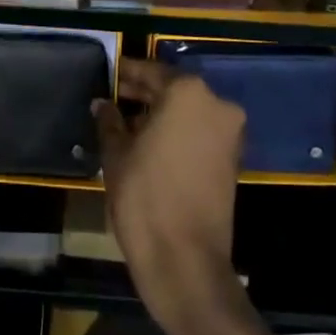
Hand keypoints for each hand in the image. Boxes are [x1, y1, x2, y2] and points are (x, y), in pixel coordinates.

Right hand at [95, 60, 246, 334]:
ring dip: (160, 115)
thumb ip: (110, 121)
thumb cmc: (145, 198)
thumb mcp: (116, 155)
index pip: (150, 72)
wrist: (186, 263)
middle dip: (143, 94)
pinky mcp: (232, 160)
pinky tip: (149, 144)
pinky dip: (177, 133)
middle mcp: (215, 104)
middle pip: (172, 90)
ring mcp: (229, 133)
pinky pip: (199, 133)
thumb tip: (103, 104)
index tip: (107, 76)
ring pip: (187, 112)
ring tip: (126, 124)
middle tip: (113, 100)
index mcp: (187, 93)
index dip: (126, 74)